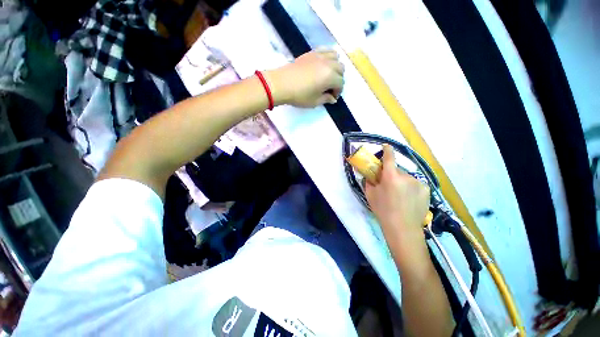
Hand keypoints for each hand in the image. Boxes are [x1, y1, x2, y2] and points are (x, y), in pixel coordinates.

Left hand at [265, 48, 344, 107]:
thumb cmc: (299, 95)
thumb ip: (326, 99)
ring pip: (336, 57)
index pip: (340, 83)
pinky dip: (329, 56)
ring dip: (335, 67)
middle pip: (341, 69)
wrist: (282, 84)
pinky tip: (324, 64)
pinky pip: (326, 50)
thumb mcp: (314, 101)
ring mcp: (320, 56)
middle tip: (330, 88)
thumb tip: (332, 99)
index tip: (332, 97)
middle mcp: (328, 64)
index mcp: (330, 77)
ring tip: (328, 75)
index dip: (338, 92)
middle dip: (338, 79)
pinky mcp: (312, 52)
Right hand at [365, 145, 429, 237]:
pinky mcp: (426, 189)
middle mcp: (406, 176)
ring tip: (400, 195)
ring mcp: (418, 182)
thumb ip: (369, 181)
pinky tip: (409, 198)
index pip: (389, 157)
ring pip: (406, 177)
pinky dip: (411, 187)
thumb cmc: (383, 210)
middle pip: (397, 169)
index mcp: (391, 176)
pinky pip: (415, 184)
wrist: (403, 227)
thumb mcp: (370, 194)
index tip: (386, 147)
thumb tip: (370, 174)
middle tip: (389, 184)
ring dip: (402, 181)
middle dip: (392, 173)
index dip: (387, 150)